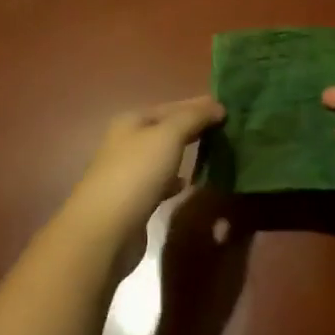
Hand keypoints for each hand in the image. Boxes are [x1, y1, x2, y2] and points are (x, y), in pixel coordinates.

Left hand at [64, 97, 225, 241]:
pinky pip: (161, 181)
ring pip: (164, 156)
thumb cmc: (137, 173)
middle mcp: (127, 143)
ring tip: (212, 153)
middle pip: (166, 130)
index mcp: (131, 121)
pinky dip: (175, 180)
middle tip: (225, 129)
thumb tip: (218, 107)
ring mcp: (129, 172)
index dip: (198, 105)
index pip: (171, 107)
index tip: (227, 108)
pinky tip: (188, 183)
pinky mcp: (134, 200)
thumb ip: (193, 117)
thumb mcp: (168, 135)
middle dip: (193, 128)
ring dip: (185, 153)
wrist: (106, 229)